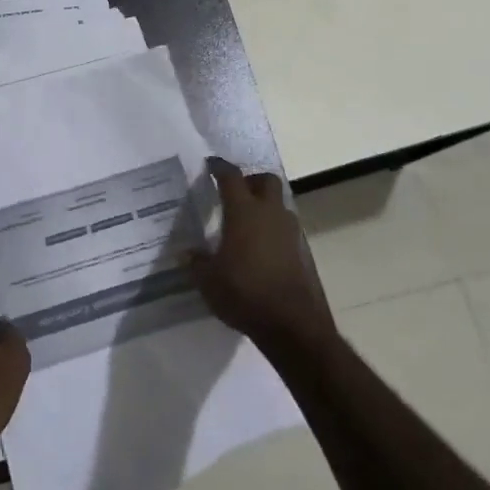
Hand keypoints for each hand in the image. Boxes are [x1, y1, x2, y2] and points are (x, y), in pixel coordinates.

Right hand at [187, 159, 335, 355]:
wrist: (292, 324)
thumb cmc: (244, 293)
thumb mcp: (208, 281)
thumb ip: (196, 262)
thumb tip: (188, 253)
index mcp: (243, 211)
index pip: (231, 177)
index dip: (219, 168)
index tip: (210, 165)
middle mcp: (269, 213)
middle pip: (265, 180)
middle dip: (250, 180)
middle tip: (234, 192)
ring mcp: (290, 231)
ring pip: (278, 204)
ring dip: (264, 206)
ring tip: (245, 223)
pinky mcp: (302, 251)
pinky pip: (285, 228)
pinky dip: (273, 229)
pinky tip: (259, 248)